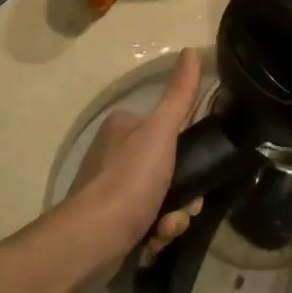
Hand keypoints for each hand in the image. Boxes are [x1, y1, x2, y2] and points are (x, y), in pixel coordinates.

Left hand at [65, 49, 204, 273]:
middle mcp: (115, 153)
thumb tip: (192, 50)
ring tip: (165, 230)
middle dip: (183, 196)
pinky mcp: (112, 221)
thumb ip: (180, 95)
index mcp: (124, 126)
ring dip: (172, 218)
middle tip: (183, 209)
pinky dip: (155, 233)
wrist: (93, 239)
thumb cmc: (129, 180)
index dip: (190, 155)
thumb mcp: (161, 132)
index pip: (171, 132)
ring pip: (162, 198)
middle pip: (170, 170)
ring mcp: (112, 189)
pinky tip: (152, 242)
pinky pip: (148, 222)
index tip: (198, 174)